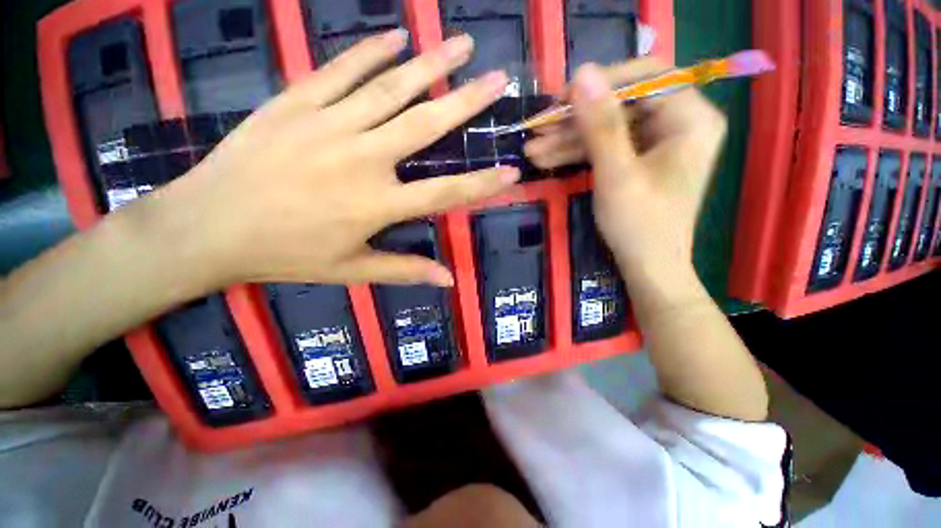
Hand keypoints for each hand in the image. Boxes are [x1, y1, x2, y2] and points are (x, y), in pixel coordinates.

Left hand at [155, 30, 515, 289]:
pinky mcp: (295, 103)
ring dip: (430, 63)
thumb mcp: (351, 270)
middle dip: (467, 101)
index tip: (512, 170)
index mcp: (377, 204)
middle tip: (498, 79)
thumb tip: (447, 280)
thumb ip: (405, 270)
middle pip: (426, 124)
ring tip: (461, 44)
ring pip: (390, 87)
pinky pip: (341, 70)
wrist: (208, 227)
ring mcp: (327, 125)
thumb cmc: (285, 254)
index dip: (482, 184)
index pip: (445, 192)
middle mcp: (362, 159)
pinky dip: (370, 51)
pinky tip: (395, 36)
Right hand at [525, 59, 726, 284]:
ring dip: (567, 138)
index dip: (602, 83)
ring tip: (532, 148)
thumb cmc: (640, 225)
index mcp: (690, 119)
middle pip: (620, 103)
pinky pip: (605, 146)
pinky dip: (576, 153)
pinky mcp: (637, 159)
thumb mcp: (616, 175)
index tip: (562, 99)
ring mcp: (655, 142)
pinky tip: (546, 158)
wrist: (647, 267)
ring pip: (607, 127)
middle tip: (537, 127)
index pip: (647, 76)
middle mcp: (678, 123)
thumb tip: (581, 74)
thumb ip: (600, 125)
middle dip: (575, 118)